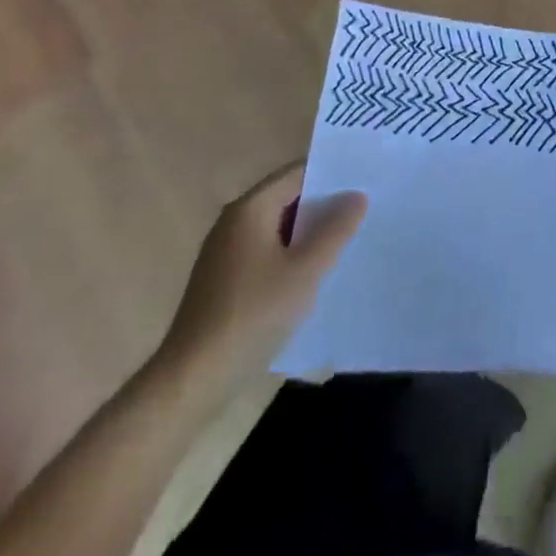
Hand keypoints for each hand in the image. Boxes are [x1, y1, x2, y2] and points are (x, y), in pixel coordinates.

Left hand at [158, 162, 366, 385]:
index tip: (364, 181)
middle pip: (287, 199)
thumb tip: (357, 196)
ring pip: (277, 229)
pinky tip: (313, 276)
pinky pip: (266, 254)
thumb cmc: (252, 315)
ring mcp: (225, 253)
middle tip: (364, 210)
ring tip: (347, 241)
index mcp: (250, 208)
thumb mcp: (305, 271)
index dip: (332, 174)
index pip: (298, 173)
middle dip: (323, 205)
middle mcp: (234, 222)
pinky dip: (290, 256)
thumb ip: (335, 230)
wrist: (192, 382)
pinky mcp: (223, 282)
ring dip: (308, 234)